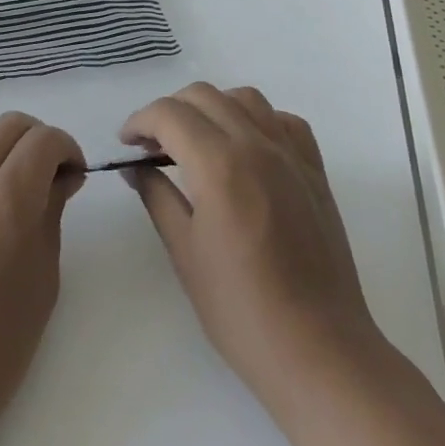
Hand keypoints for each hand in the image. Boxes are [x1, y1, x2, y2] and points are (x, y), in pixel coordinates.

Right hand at [120, 83, 382, 417]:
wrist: (318, 350)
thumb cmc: (241, 309)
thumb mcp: (185, 252)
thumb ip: (157, 197)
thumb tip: (135, 167)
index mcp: (219, 164)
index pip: (169, 114)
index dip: (140, 121)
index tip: (126, 143)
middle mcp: (257, 145)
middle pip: (204, 96)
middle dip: (169, 111)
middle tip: (152, 145)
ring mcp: (291, 155)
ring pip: (245, 98)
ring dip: (212, 107)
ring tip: (196, 142)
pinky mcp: (315, 171)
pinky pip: (283, 121)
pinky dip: (257, 120)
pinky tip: (245, 149)